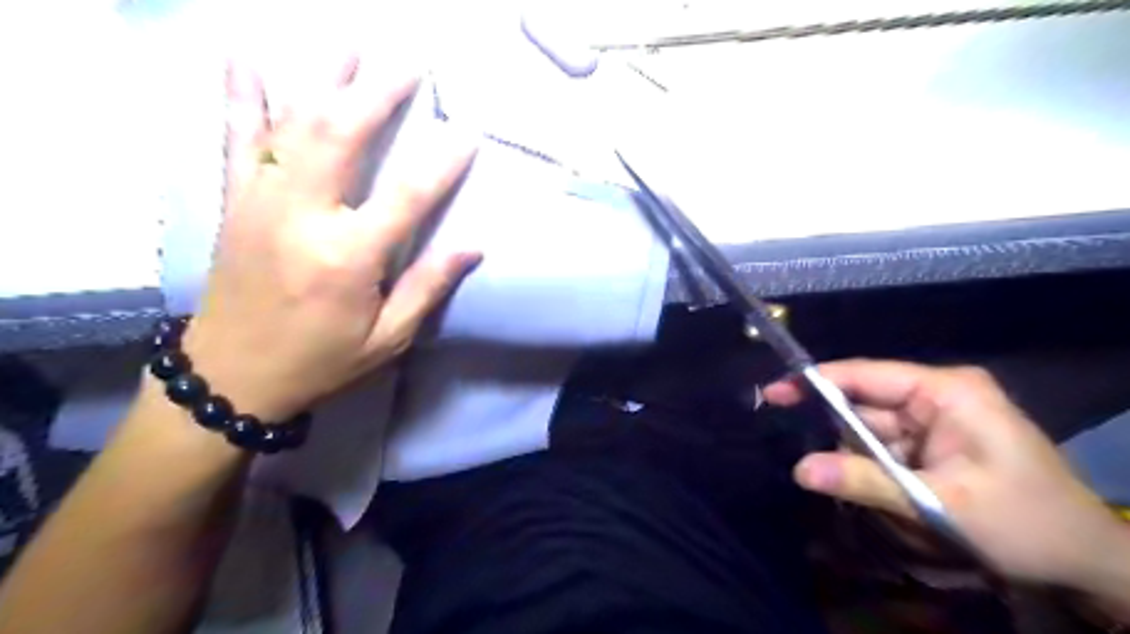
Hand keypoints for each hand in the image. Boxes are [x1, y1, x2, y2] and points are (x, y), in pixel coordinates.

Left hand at [182, 56, 480, 420]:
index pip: (406, 196)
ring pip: (293, 124)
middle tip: (409, 63)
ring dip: (325, 80)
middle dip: (377, 94)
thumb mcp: (388, 337)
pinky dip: (242, 95)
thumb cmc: (322, 359)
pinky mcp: (237, 202)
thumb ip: (428, 287)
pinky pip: (237, 138)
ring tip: (351, 45)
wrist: (232, 375)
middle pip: (342, 136)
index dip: (441, 162)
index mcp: (348, 257)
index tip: (467, 133)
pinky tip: (245, 58)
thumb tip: (473, 247)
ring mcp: (262, 202)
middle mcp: (303, 217)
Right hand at [764, 359, 1125, 586]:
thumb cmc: (1027, 523)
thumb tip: (798, 469)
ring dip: (858, 460)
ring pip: (870, 430)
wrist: (1088, 562)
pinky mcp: (933, 443)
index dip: (815, 381)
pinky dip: (873, 470)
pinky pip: (885, 449)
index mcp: (946, 391)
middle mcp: (936, 396)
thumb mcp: (941, 503)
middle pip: (864, 404)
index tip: (772, 393)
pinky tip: (881, 495)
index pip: (865, 374)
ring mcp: (935, 419)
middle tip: (809, 465)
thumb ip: (866, 482)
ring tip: (868, 494)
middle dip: (838, 435)